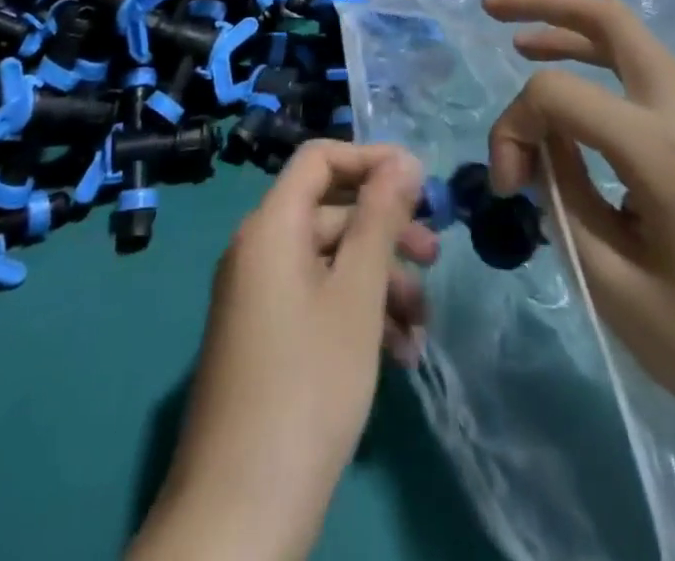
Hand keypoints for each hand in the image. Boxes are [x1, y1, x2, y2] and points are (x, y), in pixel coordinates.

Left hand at [128, 142, 435, 560]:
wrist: (240, 515)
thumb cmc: (308, 385)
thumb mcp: (357, 294)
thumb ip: (380, 218)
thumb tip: (404, 159)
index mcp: (270, 227)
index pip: (319, 158)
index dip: (370, 159)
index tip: (420, 182)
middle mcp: (258, 251)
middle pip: (330, 211)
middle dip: (386, 231)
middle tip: (434, 258)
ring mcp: (258, 299)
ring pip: (330, 262)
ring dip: (380, 283)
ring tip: (420, 328)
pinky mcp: (265, 340)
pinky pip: (316, 301)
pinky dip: (357, 315)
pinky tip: (398, 355)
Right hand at [482, 0, 674, 472]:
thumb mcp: (615, 287)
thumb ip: (563, 198)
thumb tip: (539, 147)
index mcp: (665, 151)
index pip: (558, 95)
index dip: (513, 127)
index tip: (508, 187)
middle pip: (612, 20)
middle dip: (546, 5)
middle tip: (493, 10)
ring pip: (637, 43)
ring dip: (578, 34)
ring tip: (525, 43)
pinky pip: (658, 79)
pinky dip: (610, 68)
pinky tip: (586, 102)